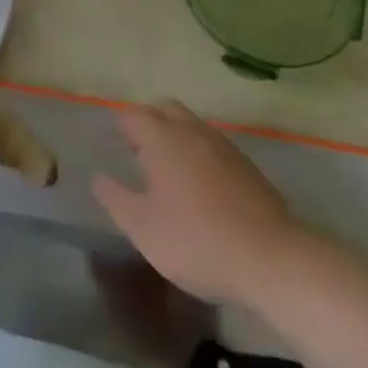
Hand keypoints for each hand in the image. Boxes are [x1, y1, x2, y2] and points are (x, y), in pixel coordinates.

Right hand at [92, 100, 298, 305]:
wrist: (269, 257)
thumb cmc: (195, 240)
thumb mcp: (142, 228)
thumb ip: (115, 199)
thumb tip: (98, 177)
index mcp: (162, 139)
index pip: (135, 115)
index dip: (122, 124)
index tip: (115, 139)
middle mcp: (192, 131)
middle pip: (166, 109)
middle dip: (149, 120)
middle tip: (138, 147)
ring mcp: (223, 146)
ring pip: (192, 125)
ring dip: (176, 135)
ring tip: (168, 166)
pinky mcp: (247, 165)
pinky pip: (214, 145)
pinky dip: (200, 153)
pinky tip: (201, 184)